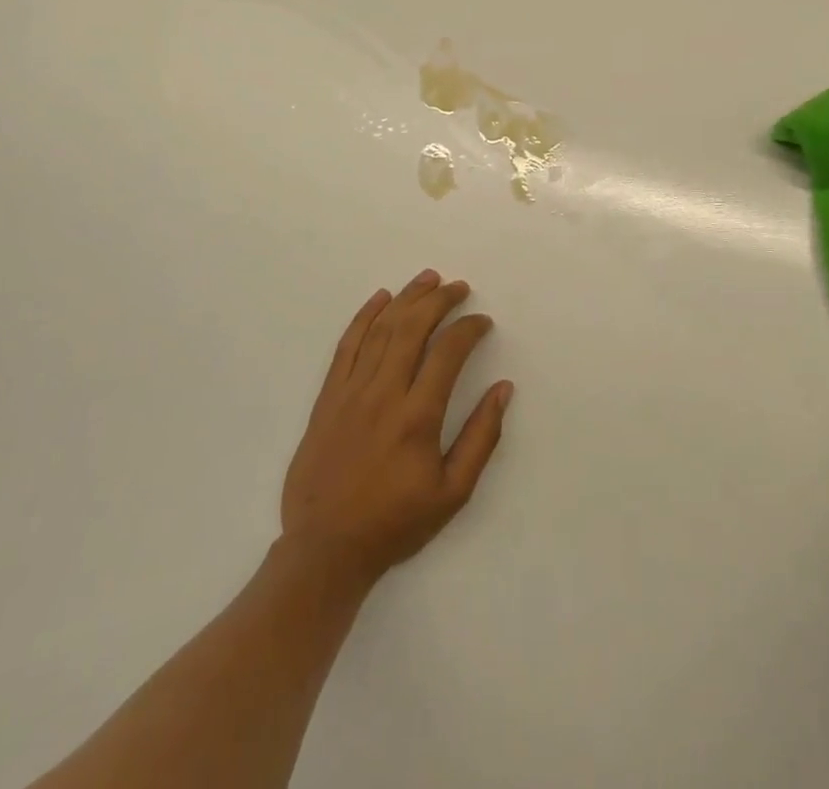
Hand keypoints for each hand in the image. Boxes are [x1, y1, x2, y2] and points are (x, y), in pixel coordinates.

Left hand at [280, 270, 512, 585]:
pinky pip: (346, 345)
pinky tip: (380, 298)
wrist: (325, 549)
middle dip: (439, 300)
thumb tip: (503, 389)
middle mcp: (383, 394)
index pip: (448, 352)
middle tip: (458, 286)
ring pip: (381, 329)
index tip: (482, 322)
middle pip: (412, 328)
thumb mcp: (453, 493)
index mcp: (417, 417)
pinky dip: (364, 317)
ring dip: (406, 299)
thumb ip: (481, 438)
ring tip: (428, 279)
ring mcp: (351, 392)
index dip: (469, 329)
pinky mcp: (328, 397)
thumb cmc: (395, 522)